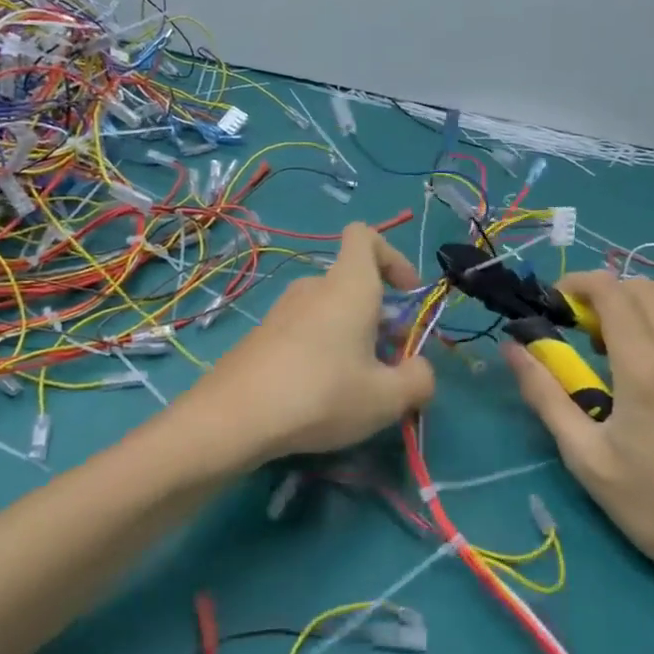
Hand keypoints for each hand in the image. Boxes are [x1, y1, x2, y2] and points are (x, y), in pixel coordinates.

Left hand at [194, 223, 434, 465]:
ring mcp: (282, 310)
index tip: (407, 294)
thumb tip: (419, 371)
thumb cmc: (321, 394)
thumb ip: (418, 380)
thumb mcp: (387, 398)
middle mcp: (314, 287)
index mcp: (349, 286)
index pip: (365, 236)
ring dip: (351, 336)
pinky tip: (319, 394)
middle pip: (353, 282)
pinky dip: (322, 350)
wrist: (234, 417)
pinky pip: (305, 330)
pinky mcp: (262, 335)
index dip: (393, 256)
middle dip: (379, 315)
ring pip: (330, 310)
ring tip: (357, 385)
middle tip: (390, 361)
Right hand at [503, 270, 653, 598]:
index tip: (559, 302)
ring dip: (641, 315)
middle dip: (608, 296)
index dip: (578, 283)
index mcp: (647, 369)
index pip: (611, 290)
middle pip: (643, 289)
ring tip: (625, 357)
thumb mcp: (584, 455)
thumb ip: (544, 392)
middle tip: (588, 335)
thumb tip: (512, 346)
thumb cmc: (653, 507)